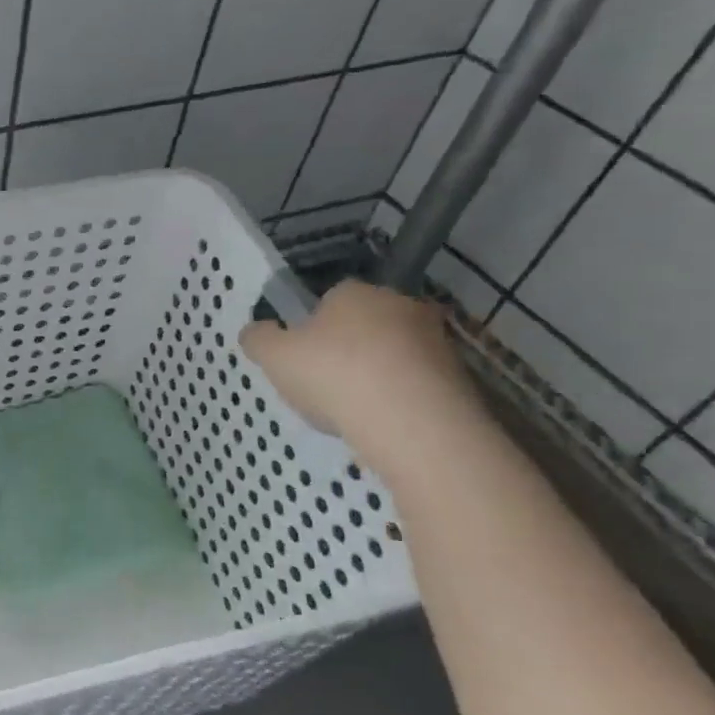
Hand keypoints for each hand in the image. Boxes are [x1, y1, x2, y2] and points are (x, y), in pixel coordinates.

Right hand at [239, 280, 479, 461]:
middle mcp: (400, 304)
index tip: (301, 358)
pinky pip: (415, 383)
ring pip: (392, 354)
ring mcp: (435, 340)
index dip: (311, 327)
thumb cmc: (333, 375)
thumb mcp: (273, 356)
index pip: (329, 299)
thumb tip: (255, 331)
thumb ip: (258, 339)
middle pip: (363, 325)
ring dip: (373, 375)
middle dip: (345, 349)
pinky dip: (397, 399)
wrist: (413, 423)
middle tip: (323, 384)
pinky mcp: (458, 376)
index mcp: (354, 292)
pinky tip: (379, 423)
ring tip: (351, 411)